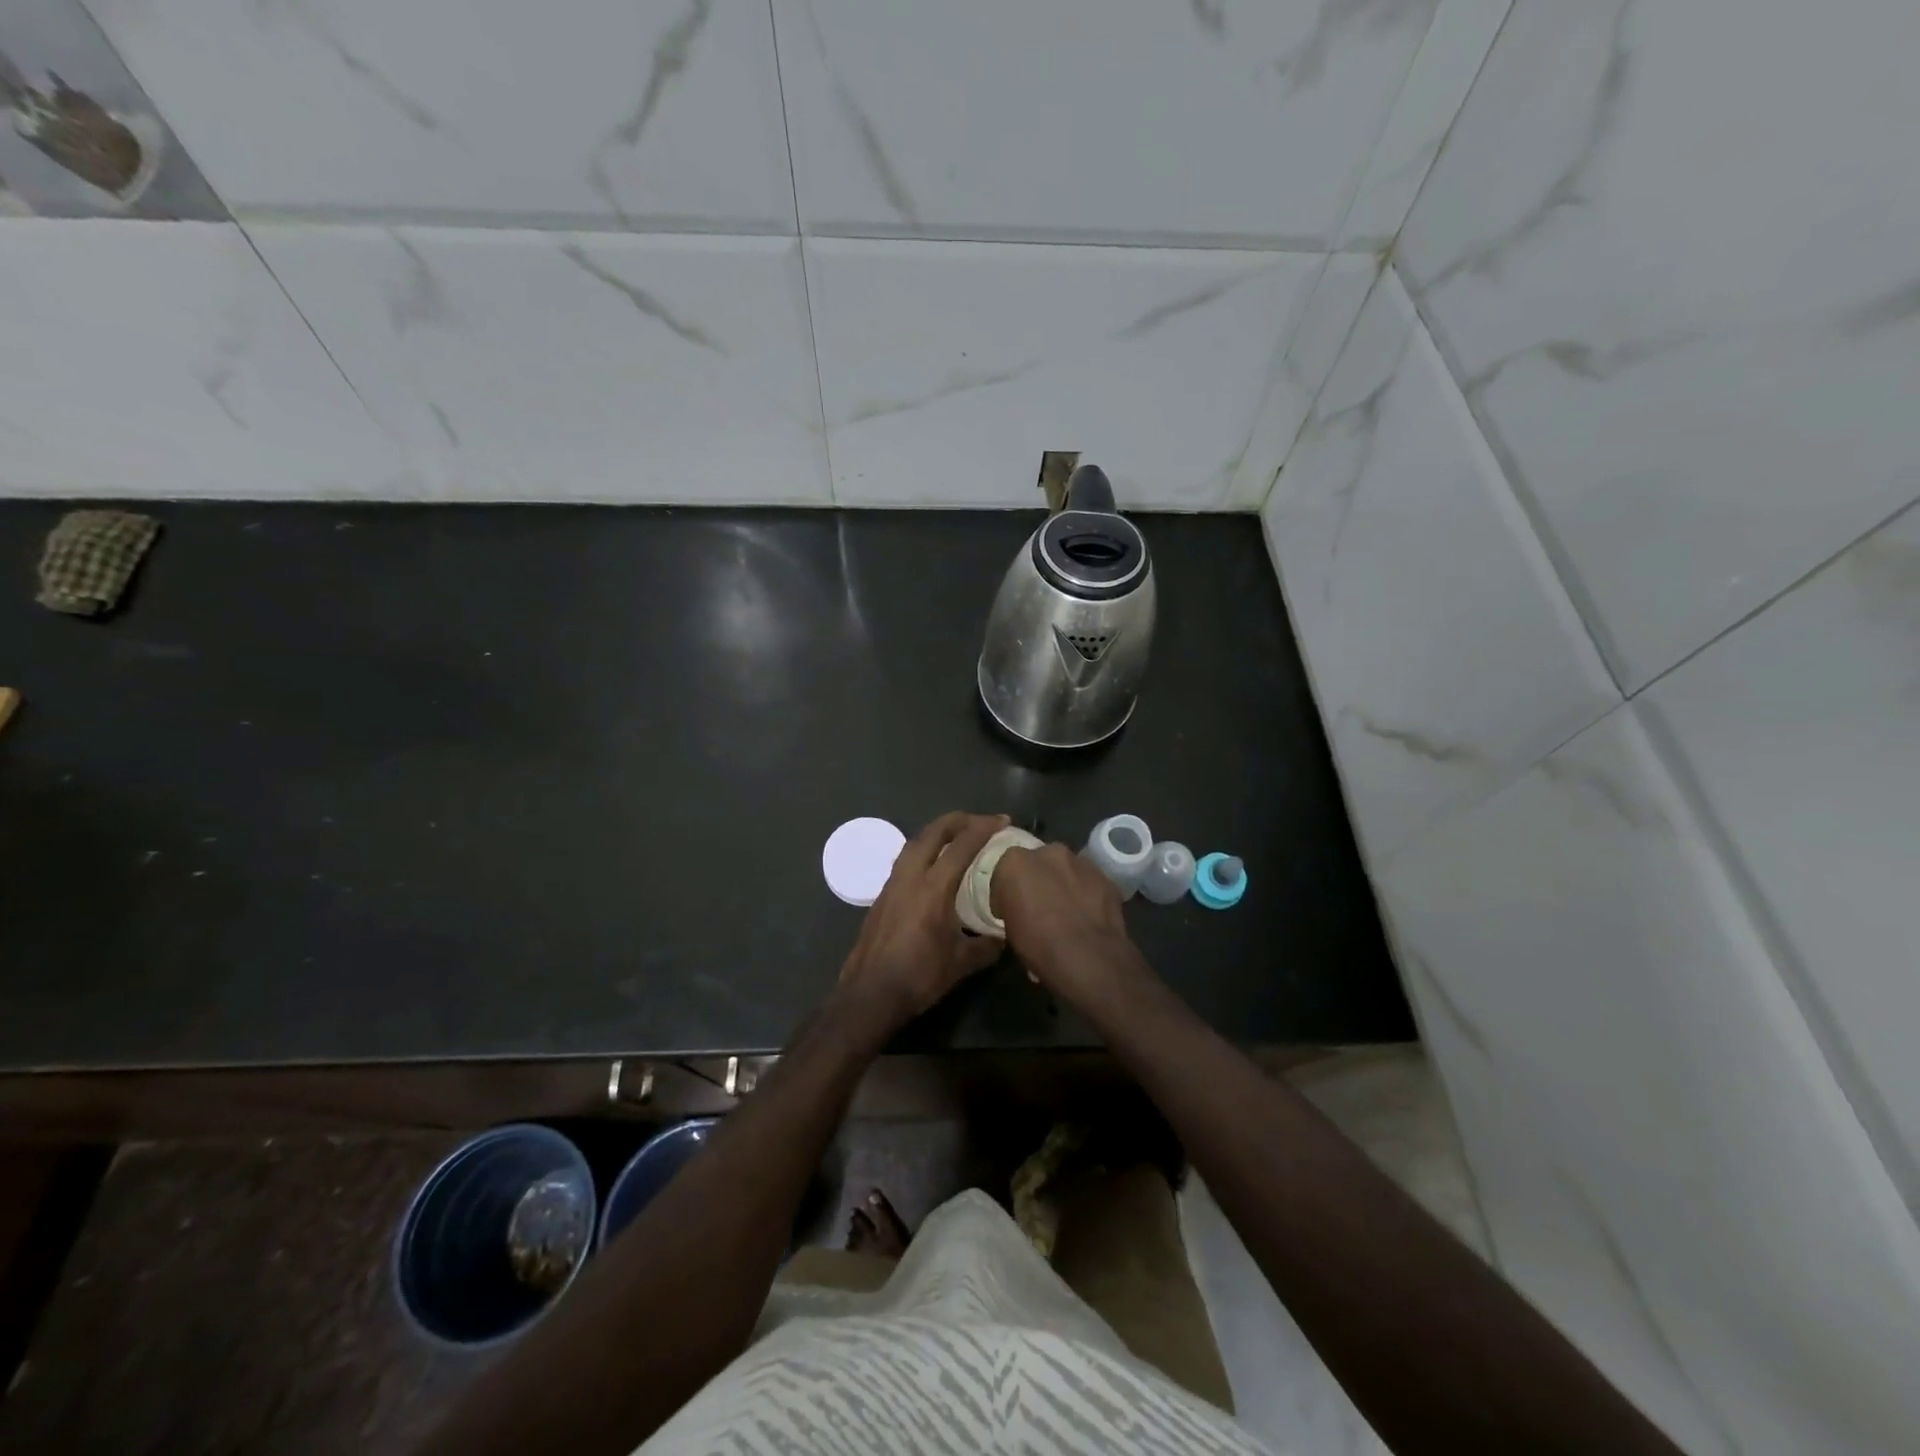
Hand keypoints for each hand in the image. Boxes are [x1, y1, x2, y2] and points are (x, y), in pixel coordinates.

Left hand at [836, 811, 1009, 1032]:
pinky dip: (923, 851)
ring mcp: (892, 884)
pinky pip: (905, 860)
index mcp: (934, 888)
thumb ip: (986, 946)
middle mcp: (910, 876)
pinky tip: (932, 866)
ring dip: (937, 832)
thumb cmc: (919, 977)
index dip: (984, 828)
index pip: (962, 845)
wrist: (870, 994)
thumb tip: (1003, 937)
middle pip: (933, 832)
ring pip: (914, 843)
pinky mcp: (881, 896)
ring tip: (956, 837)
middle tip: (979, 821)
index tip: (1002, 820)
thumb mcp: (961, 963)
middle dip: (958, 820)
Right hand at [991, 843, 1152, 1012]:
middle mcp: (1048, 852)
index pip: (1004, 871)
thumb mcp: (1009, 930)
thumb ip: (1011, 907)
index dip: (1007, 892)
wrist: (1088, 959)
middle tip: (1039, 907)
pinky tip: (1087, 916)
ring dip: (1063, 884)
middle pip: (1038, 863)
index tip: (1009, 910)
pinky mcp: (1106, 877)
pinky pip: (1089, 883)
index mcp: (1016, 862)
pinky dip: (1086, 894)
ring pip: (1067, 870)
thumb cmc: (1038, 946)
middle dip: (1037, 880)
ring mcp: (1081, 862)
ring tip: (1066, 913)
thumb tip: (1019, 910)